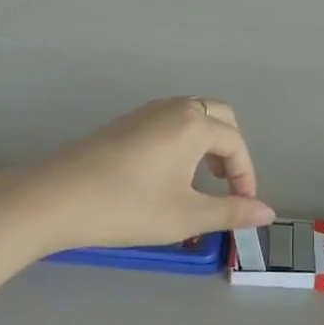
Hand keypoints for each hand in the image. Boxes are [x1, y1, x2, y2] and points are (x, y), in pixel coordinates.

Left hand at [0, 97, 270, 257]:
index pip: (235, 144)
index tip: (243, 208)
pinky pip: (169, 121)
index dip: (246, 176)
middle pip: (218, 117)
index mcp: (193, 124)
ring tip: (200, 182)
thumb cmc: (126, 207)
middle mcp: (173, 108)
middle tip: (226, 185)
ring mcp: (146, 112)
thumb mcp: (185, 216)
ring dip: (207, 143)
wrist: (55, 198)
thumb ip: (230, 212)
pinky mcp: (125, 122)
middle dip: (231, 150)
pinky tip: (167, 174)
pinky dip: (183, 140)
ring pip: (192, 116)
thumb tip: (268, 212)